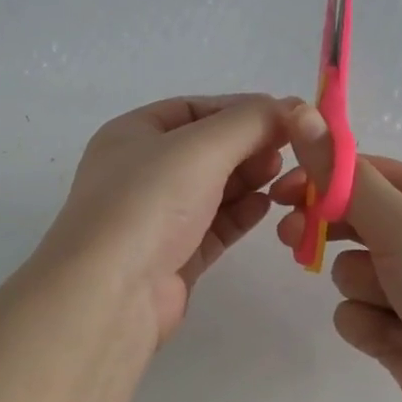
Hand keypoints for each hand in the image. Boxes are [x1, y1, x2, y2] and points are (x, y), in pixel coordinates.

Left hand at [44, 95, 288, 346]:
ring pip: (212, 189)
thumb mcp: (201, 147)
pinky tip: (268, 206)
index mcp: (132, 135)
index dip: (238, 109)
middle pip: (205, 149)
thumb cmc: (149, 203)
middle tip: (287, 151)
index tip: (284, 116)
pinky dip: (241, 213)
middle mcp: (140, 172)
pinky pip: (214, 225)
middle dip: (247, 146)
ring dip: (248, 179)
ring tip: (282, 177)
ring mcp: (156, 217)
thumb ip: (249, 122)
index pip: (192, 109)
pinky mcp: (174, 256)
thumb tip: (290, 107)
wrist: (111, 293)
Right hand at [272, 101, 401, 401]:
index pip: (364, 173)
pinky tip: (399, 343)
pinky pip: (357, 316)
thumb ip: (344, 176)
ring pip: (350, 273)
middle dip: (325, 232)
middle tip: (291, 238)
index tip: (280, 191)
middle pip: (351, 221)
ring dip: (363, 290)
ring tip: (394, 310)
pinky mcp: (399, 332)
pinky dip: (371, 328)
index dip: (320, 177)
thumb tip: (301, 113)